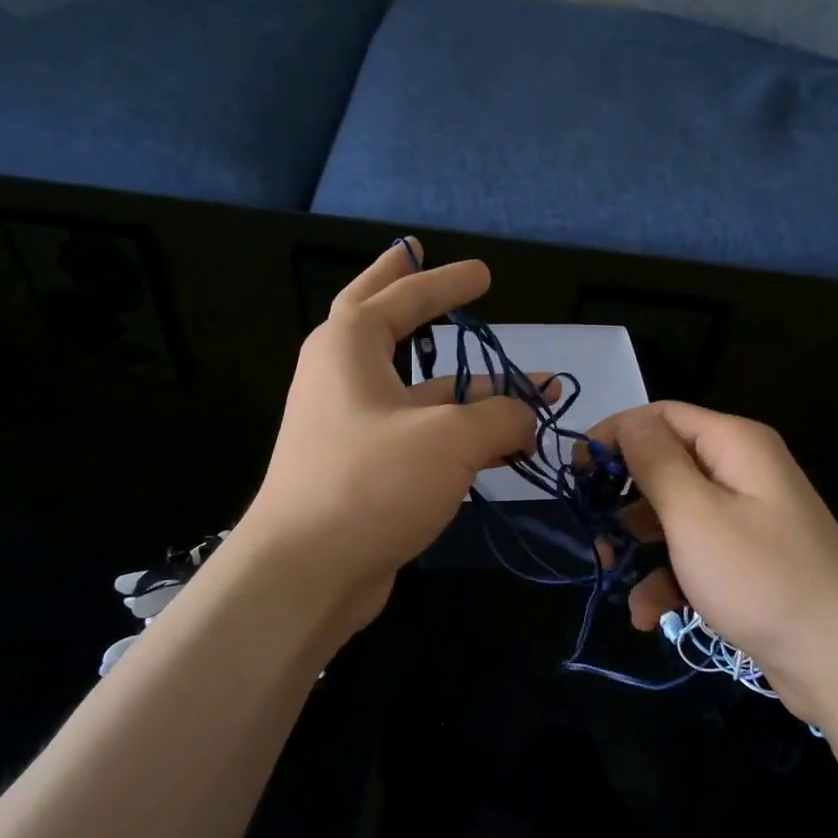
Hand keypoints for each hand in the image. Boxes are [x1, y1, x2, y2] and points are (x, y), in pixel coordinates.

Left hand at [239, 240, 550, 633]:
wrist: (307, 572)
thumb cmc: (371, 482)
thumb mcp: (450, 438)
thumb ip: (501, 416)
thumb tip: (526, 415)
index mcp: (348, 347)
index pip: (401, 295)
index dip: (445, 282)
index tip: (484, 274)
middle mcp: (344, 380)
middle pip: (382, 323)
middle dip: (410, 295)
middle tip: (429, 264)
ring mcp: (351, 429)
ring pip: (419, 394)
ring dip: (471, 392)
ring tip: (530, 395)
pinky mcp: (364, 473)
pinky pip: (421, 438)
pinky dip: (461, 436)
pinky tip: (502, 448)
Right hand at [592, 403, 837, 726]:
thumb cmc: (760, 577)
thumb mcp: (695, 514)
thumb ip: (656, 462)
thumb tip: (629, 422)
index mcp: (735, 444)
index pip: (661, 416)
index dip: (615, 436)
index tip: (576, 474)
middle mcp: (743, 472)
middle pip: (665, 466)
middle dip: (624, 500)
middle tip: (593, 534)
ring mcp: (747, 519)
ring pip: (674, 517)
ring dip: (639, 547)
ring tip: (613, 578)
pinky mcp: (748, 562)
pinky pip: (695, 555)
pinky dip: (668, 579)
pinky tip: (649, 615)